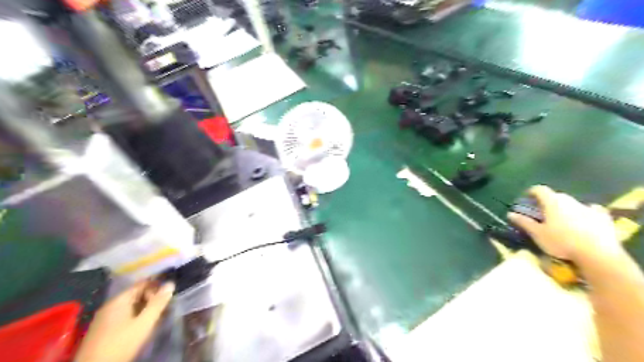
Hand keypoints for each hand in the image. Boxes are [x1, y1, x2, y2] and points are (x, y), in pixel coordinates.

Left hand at [75, 280, 174, 361]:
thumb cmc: (121, 343)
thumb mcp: (144, 323)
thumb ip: (158, 303)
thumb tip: (171, 284)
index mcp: (119, 300)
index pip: (142, 284)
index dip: (157, 285)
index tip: (171, 291)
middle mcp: (110, 305)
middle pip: (136, 294)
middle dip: (152, 297)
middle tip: (166, 305)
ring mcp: (104, 318)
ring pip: (130, 306)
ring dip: (145, 308)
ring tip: (157, 315)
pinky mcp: (103, 330)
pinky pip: (124, 315)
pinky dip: (136, 316)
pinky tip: (142, 325)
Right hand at [511, 185, 620, 261]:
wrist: (597, 254)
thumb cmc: (561, 242)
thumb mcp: (538, 234)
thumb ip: (524, 222)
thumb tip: (510, 214)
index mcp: (553, 202)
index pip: (540, 190)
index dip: (532, 191)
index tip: (527, 197)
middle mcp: (570, 201)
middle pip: (556, 196)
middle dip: (548, 201)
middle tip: (542, 211)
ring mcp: (588, 208)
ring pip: (573, 203)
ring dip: (565, 207)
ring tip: (562, 218)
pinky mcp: (603, 217)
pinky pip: (592, 210)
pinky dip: (585, 212)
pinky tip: (585, 219)